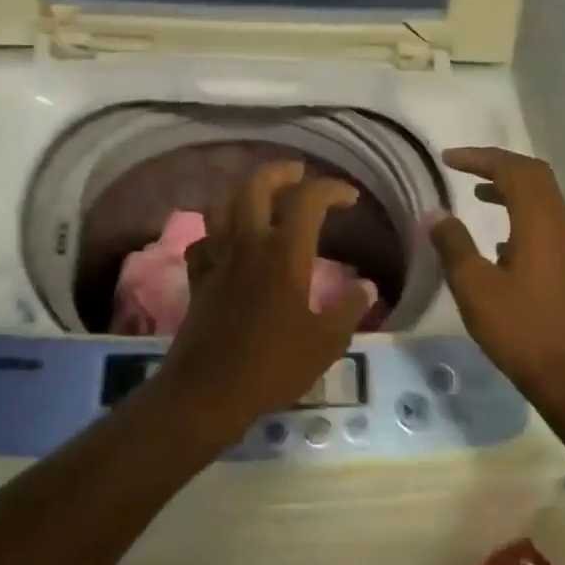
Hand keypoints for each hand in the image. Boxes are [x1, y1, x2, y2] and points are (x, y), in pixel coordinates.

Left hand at [157, 160, 374, 439]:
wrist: (208, 392)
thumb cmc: (273, 365)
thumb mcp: (326, 342)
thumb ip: (349, 308)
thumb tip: (367, 286)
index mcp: (284, 252)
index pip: (308, 199)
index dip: (331, 189)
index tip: (349, 198)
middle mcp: (248, 244)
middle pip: (255, 186)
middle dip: (280, 172)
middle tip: (299, 174)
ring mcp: (218, 259)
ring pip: (222, 207)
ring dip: (243, 196)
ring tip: (262, 203)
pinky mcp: (197, 279)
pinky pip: (203, 242)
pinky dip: (216, 235)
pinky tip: (228, 245)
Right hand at [427, 147, 564, 411]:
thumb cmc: (519, 328)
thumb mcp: (474, 286)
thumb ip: (453, 244)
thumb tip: (435, 214)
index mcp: (539, 221)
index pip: (512, 169)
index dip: (479, 158)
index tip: (446, 159)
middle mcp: (560, 223)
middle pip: (533, 175)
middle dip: (497, 164)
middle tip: (463, 167)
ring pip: (541, 197)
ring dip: (510, 187)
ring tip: (476, 193)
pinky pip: (544, 221)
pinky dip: (519, 212)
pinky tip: (498, 240)